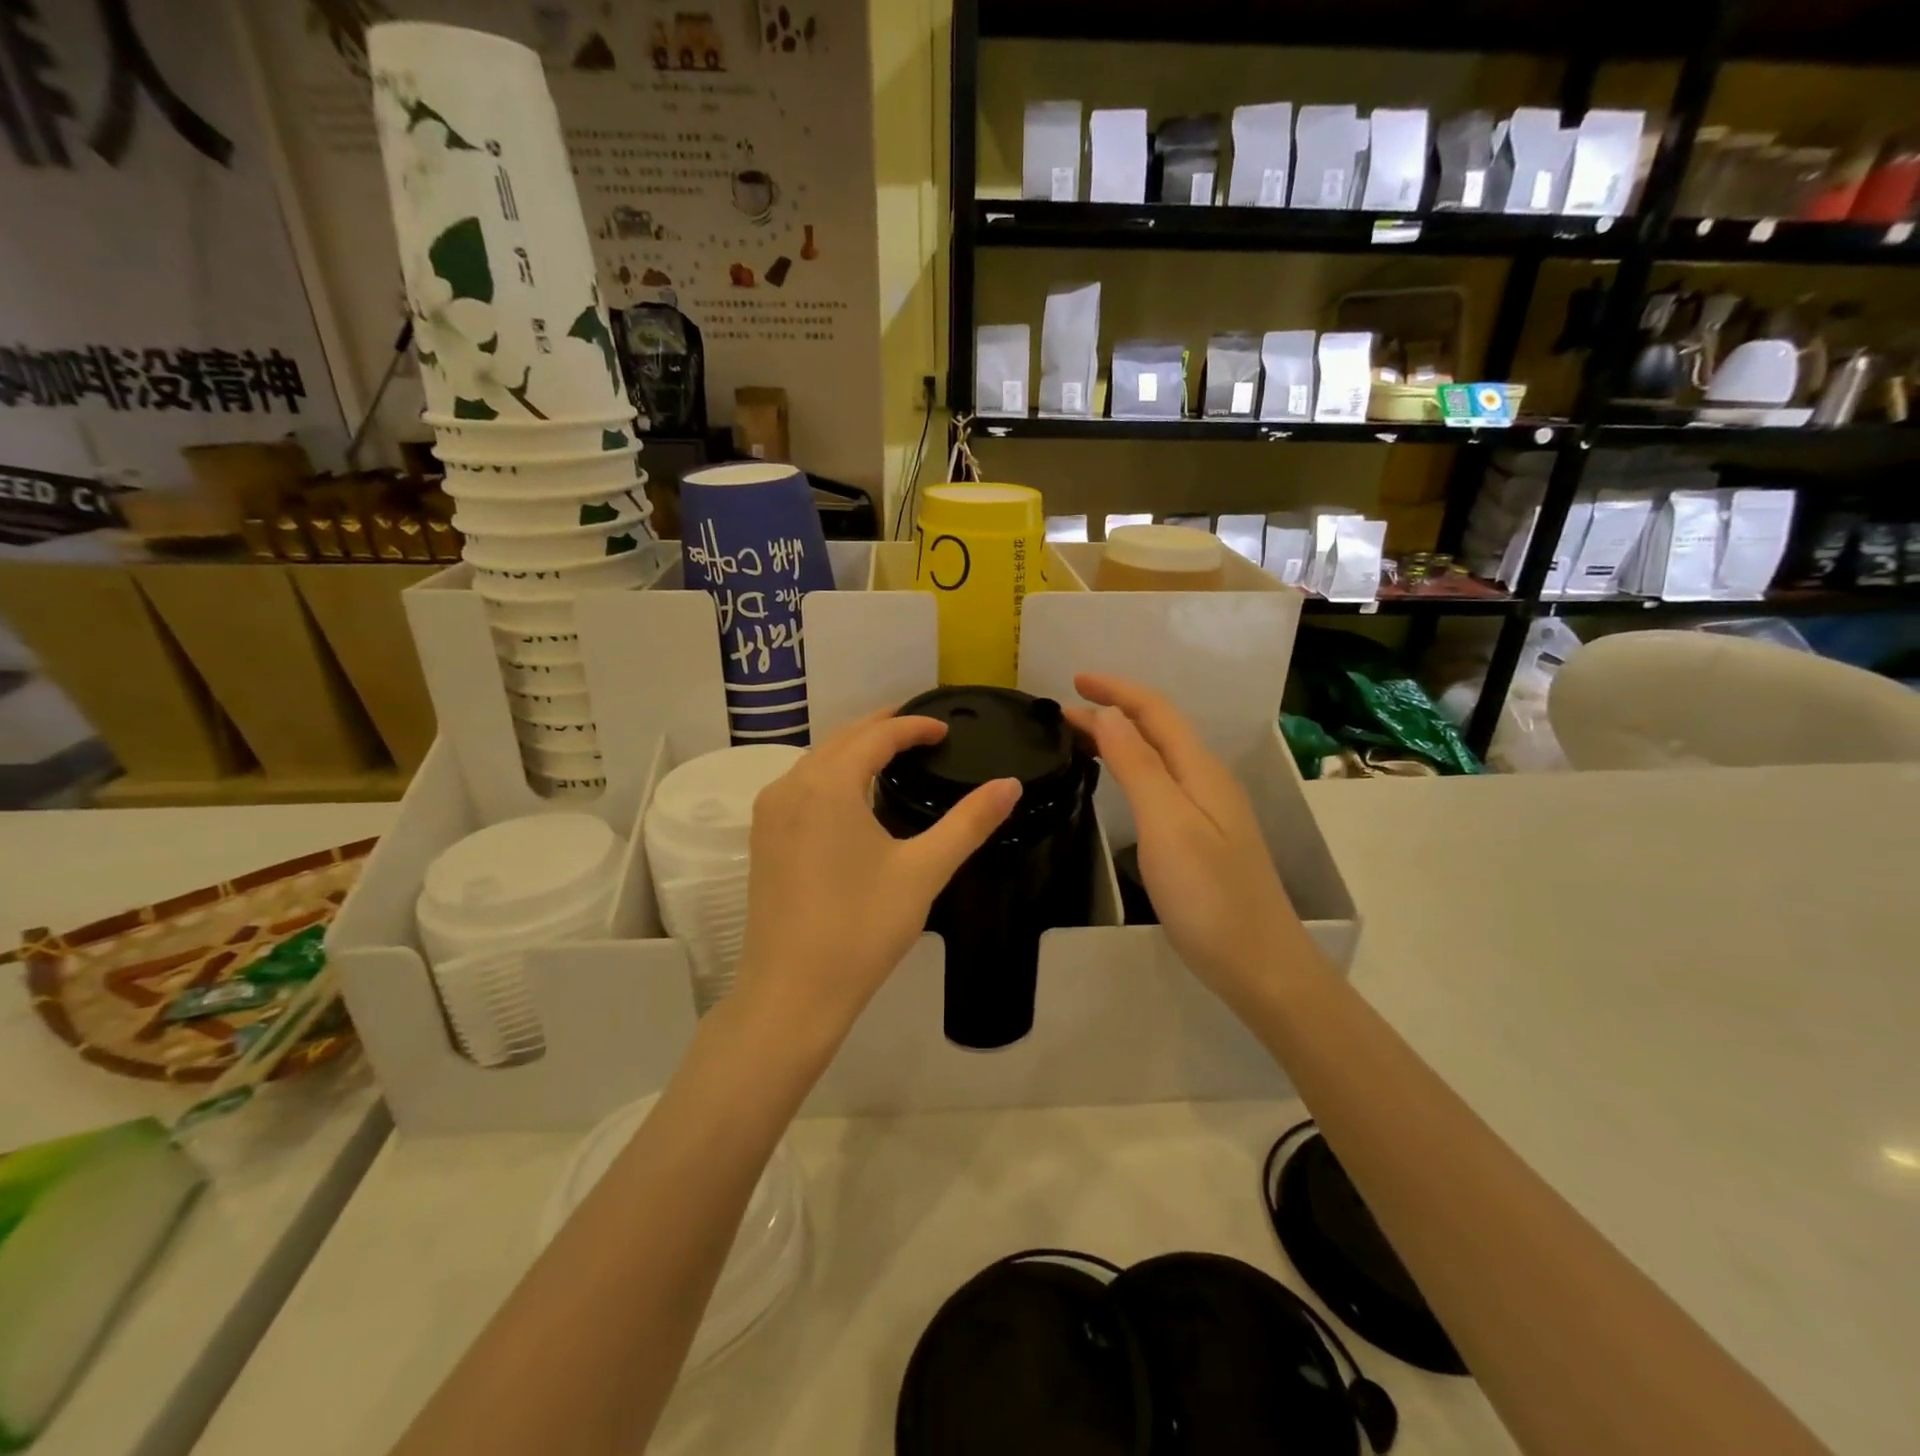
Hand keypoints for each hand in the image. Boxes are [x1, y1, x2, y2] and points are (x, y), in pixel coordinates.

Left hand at [734, 709, 1019, 1051]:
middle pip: (841, 739)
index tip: (945, 729)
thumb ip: (969, 822)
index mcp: (828, 785)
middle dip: (881, 727)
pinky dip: (831, 774)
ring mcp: (769, 813)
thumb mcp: (924, 871)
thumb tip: (1010, 785)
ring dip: (854, 749)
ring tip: (892, 753)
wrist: (792, 993)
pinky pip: (800, 786)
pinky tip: (852, 794)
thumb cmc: (861, 928)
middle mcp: (790, 786)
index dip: (913, 726)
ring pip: (816, 761)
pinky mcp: (762, 839)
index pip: (876, 736)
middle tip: (922, 729)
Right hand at [1065, 674, 1304, 1010]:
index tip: (1073, 681)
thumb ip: (1138, 766)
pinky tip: (1118, 783)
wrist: (1259, 964)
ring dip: (1121, 739)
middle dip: (1113, 711)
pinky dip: (1131, 768)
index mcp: (1200, 771)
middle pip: (1158, 730)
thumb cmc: (1209, 895)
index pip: (1155, 711)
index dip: (1116, 690)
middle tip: (1062, 714)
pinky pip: (1161, 783)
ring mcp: (1208, 811)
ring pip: (1159, 757)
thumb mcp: (1167, 824)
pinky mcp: (1202, 838)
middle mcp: (1206, 781)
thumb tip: (1108, 714)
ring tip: (1080, 739)